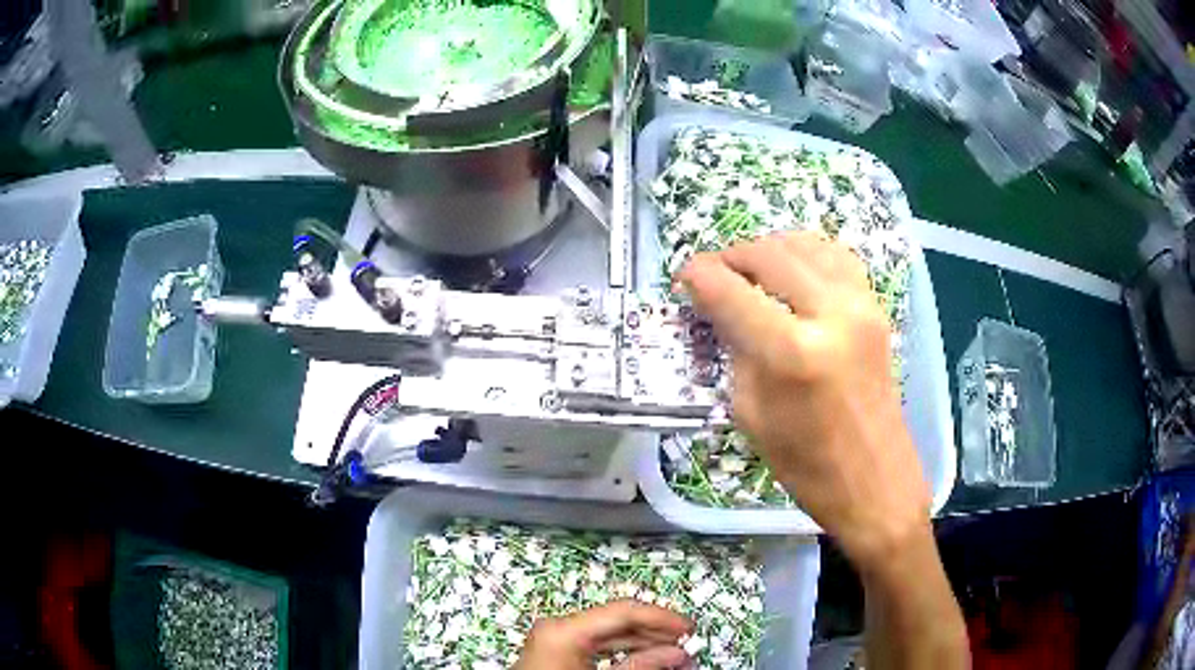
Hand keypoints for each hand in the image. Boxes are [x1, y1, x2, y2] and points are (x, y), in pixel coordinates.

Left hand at [515, 600, 692, 669]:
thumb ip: (641, 666)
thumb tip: (676, 653)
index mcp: (565, 630)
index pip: (624, 611)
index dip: (662, 618)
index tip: (688, 629)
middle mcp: (559, 627)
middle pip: (617, 620)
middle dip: (655, 633)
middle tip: (686, 645)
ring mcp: (556, 638)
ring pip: (609, 633)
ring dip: (642, 643)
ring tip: (672, 656)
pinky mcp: (557, 651)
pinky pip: (597, 645)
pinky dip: (622, 651)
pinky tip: (645, 660)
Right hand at [679, 232, 930, 567]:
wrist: (875, 480)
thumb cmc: (807, 465)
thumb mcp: (752, 413)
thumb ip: (737, 351)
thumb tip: (721, 308)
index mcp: (793, 353)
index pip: (732, 292)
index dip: (699, 276)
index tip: (684, 277)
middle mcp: (832, 315)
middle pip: (769, 255)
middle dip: (731, 256)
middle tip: (712, 273)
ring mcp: (862, 306)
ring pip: (805, 245)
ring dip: (768, 249)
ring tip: (749, 270)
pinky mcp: (876, 309)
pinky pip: (836, 257)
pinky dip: (806, 253)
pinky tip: (792, 270)